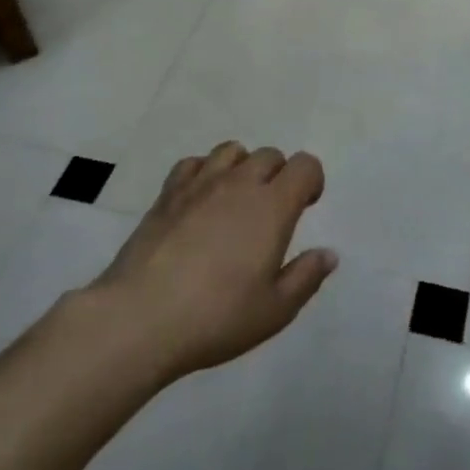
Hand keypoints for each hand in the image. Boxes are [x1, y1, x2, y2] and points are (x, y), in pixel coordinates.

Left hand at [91, 142, 337, 379]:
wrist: (140, 318)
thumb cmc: (217, 317)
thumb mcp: (275, 310)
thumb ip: (306, 277)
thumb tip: (328, 254)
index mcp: (273, 206)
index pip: (305, 165)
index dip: (312, 180)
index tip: (306, 206)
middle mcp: (239, 184)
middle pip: (270, 155)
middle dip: (279, 175)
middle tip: (272, 212)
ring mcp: (199, 185)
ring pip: (231, 150)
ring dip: (242, 167)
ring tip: (236, 200)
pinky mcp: (167, 195)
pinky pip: (193, 163)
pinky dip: (203, 172)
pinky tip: (200, 201)